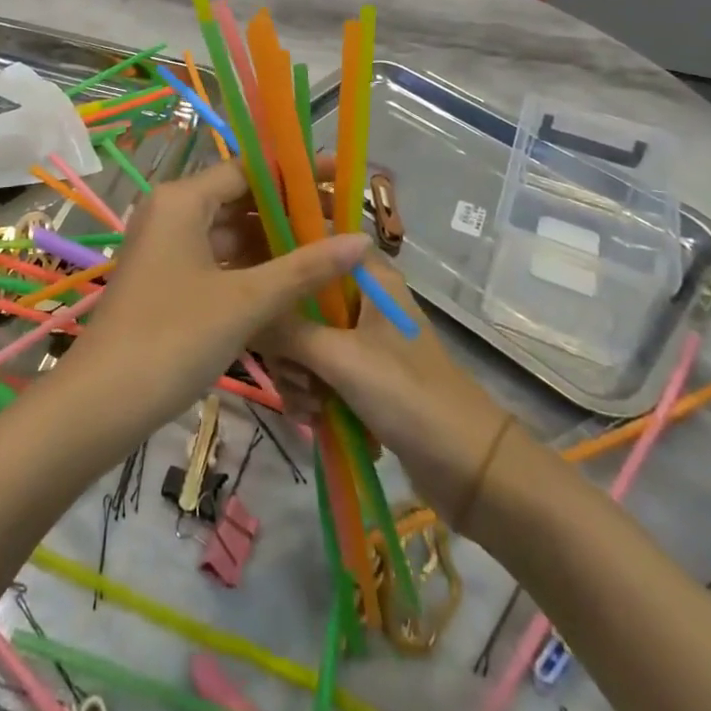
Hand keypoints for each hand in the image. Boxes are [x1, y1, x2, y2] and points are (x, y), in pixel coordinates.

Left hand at [62, 158, 365, 432]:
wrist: (101, 404)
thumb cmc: (173, 338)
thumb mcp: (246, 301)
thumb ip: (305, 268)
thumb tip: (362, 240)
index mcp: (183, 199)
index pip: (249, 169)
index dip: (297, 173)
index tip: (340, 178)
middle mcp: (172, 212)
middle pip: (240, 198)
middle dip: (290, 210)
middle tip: (344, 219)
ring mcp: (168, 247)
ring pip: (231, 232)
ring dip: (275, 241)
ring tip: (330, 250)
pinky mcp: (168, 279)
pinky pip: (219, 259)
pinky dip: (253, 267)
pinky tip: (293, 282)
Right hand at [257, 256, 520, 525]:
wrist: (469, 468)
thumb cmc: (408, 394)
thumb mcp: (340, 359)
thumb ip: (286, 332)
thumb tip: (241, 313)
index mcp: (370, 277)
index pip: (317, 243)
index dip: (283, 254)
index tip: (252, 277)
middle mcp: (366, 300)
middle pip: (303, 298)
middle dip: (287, 339)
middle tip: (288, 370)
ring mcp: (365, 340)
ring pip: (308, 340)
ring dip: (299, 373)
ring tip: (308, 405)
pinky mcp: (365, 376)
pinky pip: (321, 371)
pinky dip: (313, 393)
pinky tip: (314, 419)